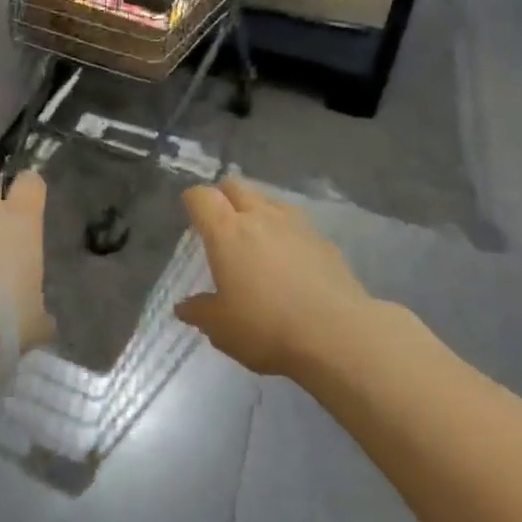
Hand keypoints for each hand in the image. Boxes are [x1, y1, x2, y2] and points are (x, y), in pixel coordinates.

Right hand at [175, 176, 369, 376]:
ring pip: (267, 199)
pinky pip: (294, 222)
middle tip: (220, 221)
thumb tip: (183, 307)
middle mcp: (259, 216)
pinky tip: (288, 258)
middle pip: (235, 186)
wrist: (338, 335)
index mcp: (226, 232)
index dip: (192, 200)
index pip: (201, 197)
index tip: (189, 213)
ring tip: (255, 237)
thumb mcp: (222, 328)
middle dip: (223, 196)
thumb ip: (200, 312)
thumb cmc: (267, 328)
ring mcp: (295, 224)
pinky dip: (284, 230)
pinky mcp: (322, 239)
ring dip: (255, 209)